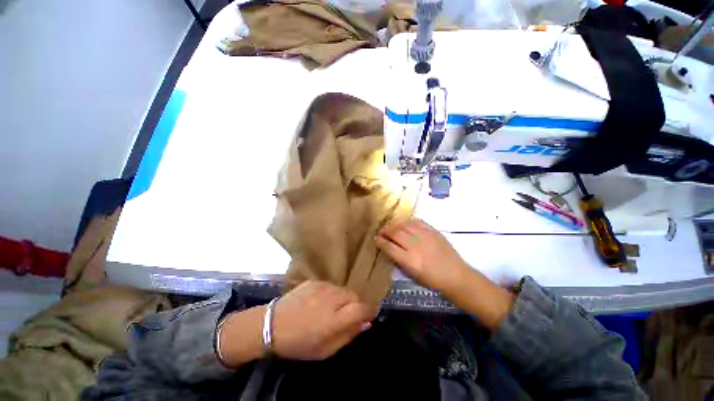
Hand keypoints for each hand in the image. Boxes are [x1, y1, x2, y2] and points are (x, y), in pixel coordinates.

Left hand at [272, 281, 375, 359]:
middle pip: (354, 296)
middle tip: (347, 315)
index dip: (370, 311)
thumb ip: (348, 335)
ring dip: (343, 299)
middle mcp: (331, 298)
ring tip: (331, 309)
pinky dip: (331, 293)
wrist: (272, 325)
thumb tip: (365, 323)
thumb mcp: (325, 351)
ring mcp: (322, 286)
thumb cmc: (299, 343)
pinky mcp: (314, 280)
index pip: (362, 308)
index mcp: (334, 319)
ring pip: (343, 289)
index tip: (369, 315)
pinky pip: (331, 285)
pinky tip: (320, 301)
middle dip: (355, 305)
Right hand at [375, 219, 469, 292]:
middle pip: (395, 233)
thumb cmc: (432, 280)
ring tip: (391, 227)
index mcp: (409, 260)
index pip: (389, 246)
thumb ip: (398, 260)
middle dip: (385, 231)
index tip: (376, 238)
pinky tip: (405, 224)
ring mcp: (425, 236)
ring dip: (394, 225)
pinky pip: (416, 221)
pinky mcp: (433, 231)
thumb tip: (388, 248)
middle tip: (381, 232)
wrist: (456, 276)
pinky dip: (408, 221)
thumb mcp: (411, 274)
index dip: (380, 241)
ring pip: (404, 225)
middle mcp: (415, 245)